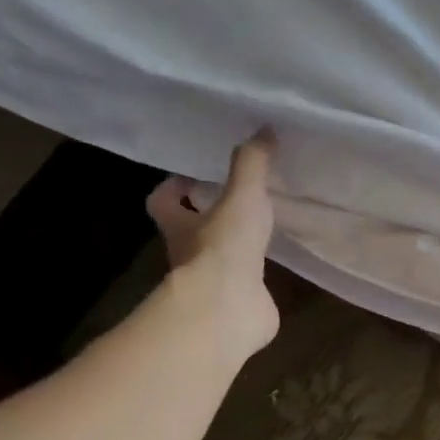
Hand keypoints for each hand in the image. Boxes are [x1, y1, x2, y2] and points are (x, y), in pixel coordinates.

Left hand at [147, 132, 280, 359]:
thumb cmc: (224, 249)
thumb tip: (265, 128)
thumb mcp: (241, 197)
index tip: (195, 176)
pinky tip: (277, 261)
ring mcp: (212, 282)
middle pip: (190, 229)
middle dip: (207, 215)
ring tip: (264, 225)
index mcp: (179, 225)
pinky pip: (245, 284)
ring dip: (235, 245)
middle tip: (238, 196)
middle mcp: (189, 254)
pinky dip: (256, 273)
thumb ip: (252, 164)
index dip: (174, 187)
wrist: (228, 311)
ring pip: (218, 257)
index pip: (162, 200)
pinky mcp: (238, 302)